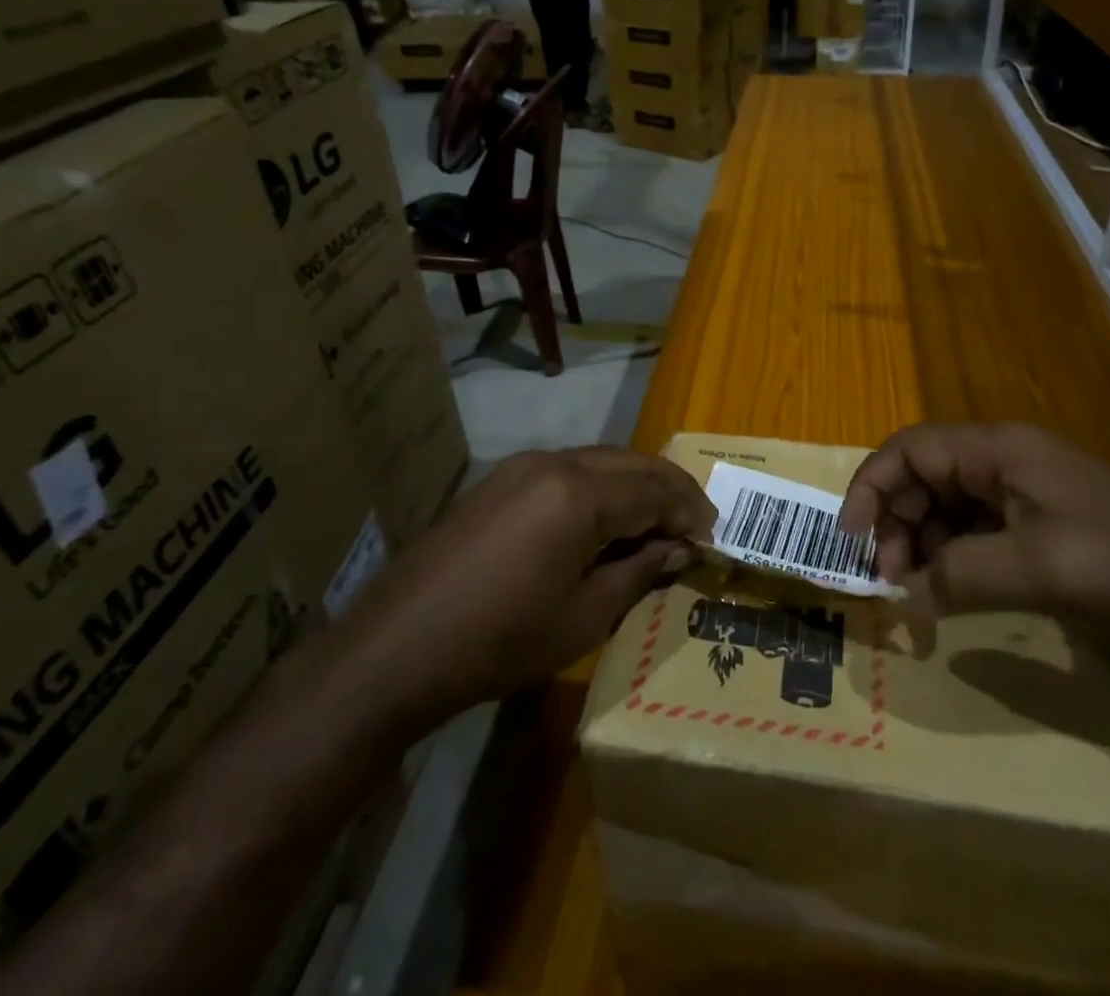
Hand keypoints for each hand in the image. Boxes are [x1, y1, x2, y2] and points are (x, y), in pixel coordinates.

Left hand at [373, 449, 713, 713]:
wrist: (396, 647)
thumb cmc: (501, 640)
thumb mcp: (583, 617)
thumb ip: (639, 573)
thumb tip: (680, 549)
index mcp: (580, 493)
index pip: (655, 490)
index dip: (690, 512)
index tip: (713, 538)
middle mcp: (554, 463)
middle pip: (631, 463)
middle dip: (670, 489)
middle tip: (697, 523)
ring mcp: (522, 467)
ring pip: (600, 461)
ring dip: (636, 485)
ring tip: (658, 522)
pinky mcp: (500, 481)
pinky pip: (568, 471)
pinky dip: (601, 488)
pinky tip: (606, 520)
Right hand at [840, 423, 1109, 662]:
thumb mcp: (1035, 567)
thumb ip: (957, 574)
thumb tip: (907, 595)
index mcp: (999, 450)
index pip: (910, 449)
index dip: (872, 487)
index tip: (851, 540)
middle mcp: (1005, 463)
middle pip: (924, 477)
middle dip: (896, 523)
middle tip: (889, 580)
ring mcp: (1025, 496)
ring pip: (947, 507)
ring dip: (922, 544)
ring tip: (916, 592)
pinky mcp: (1042, 530)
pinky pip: (976, 534)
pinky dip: (953, 559)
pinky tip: (950, 593)